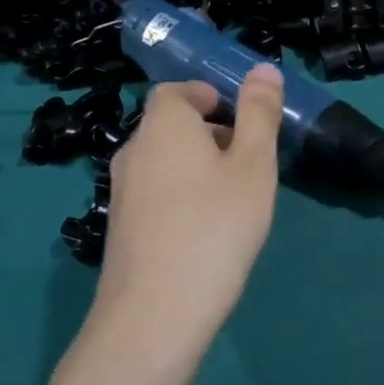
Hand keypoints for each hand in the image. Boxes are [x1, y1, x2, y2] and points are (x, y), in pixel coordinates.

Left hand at [95, 65, 285, 360]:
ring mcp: (121, 191)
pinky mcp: (120, 227)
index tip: (244, 121)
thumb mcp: (253, 165)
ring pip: (165, 161)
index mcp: (163, 124)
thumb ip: (259, 114)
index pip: (178, 90)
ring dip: (198, 167)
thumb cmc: (214, 227)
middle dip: (211, 133)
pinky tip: (207, 232)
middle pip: (172, 125)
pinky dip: (181, 196)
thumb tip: (263, 69)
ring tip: (235, 199)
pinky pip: (156, 193)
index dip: (211, 96)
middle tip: (251, 163)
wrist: (154, 315)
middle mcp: (134, 149)